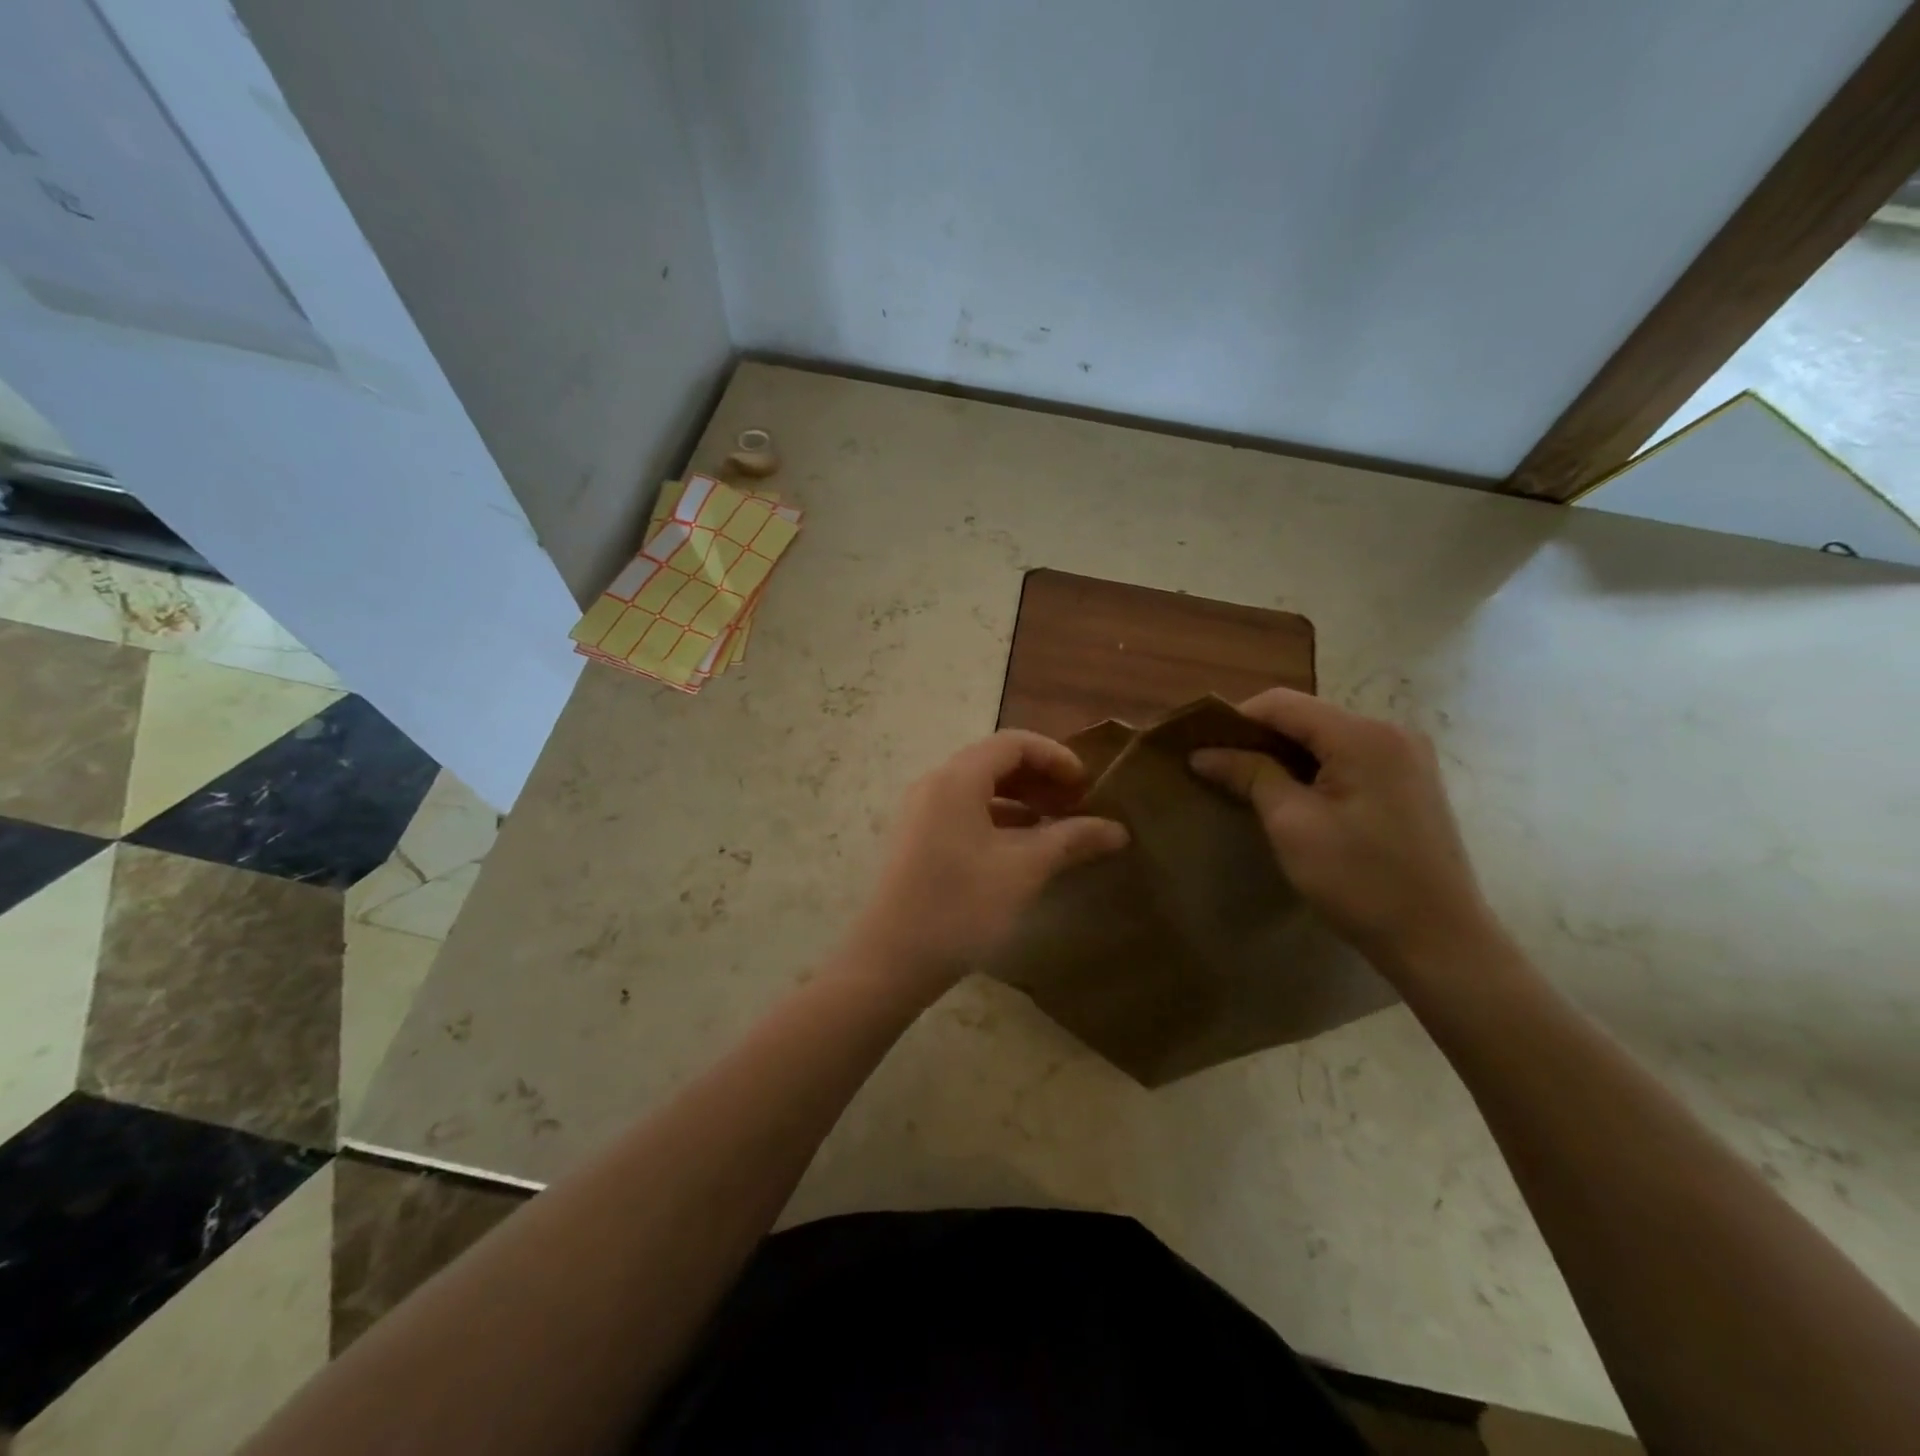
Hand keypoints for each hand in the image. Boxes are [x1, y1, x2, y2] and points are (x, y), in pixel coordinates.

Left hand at [848, 730, 1128, 997]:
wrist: (891, 961)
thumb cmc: (961, 907)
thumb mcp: (1024, 870)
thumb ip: (1071, 840)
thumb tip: (1118, 829)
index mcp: (956, 779)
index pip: (1013, 743)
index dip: (1056, 757)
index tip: (1088, 787)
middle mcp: (934, 784)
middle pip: (995, 762)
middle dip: (1041, 778)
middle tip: (1077, 806)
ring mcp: (920, 812)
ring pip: (979, 789)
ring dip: (1021, 800)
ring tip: (1057, 827)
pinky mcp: (916, 838)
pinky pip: (964, 812)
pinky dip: (998, 819)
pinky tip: (1022, 848)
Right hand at [1190, 688, 1493, 976]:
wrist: (1440, 941)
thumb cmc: (1360, 881)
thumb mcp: (1292, 825)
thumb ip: (1249, 775)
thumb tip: (1202, 753)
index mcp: (1362, 735)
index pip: (1282, 703)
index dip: (1235, 720)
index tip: (1203, 750)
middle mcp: (1391, 732)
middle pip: (1306, 717)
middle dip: (1259, 739)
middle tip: (1221, 770)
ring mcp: (1407, 757)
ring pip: (1326, 738)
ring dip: (1285, 756)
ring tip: (1251, 786)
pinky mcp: (1411, 782)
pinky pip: (1349, 758)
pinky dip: (1314, 770)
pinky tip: (1295, 799)